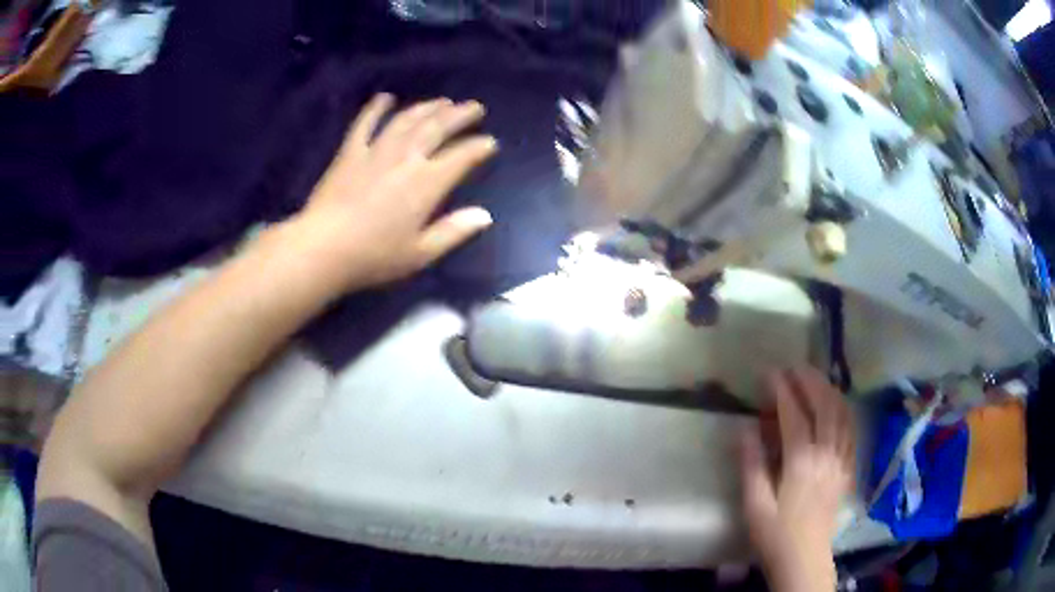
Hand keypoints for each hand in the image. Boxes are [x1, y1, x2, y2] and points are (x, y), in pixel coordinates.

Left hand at [277, 93, 497, 293]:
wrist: (323, 248)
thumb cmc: (374, 256)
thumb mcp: (420, 253)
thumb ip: (454, 231)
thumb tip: (485, 215)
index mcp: (427, 182)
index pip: (461, 156)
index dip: (479, 147)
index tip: (490, 142)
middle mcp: (406, 158)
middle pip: (437, 128)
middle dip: (459, 115)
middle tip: (474, 107)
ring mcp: (376, 151)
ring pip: (407, 120)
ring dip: (427, 107)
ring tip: (442, 101)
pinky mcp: (350, 152)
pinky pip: (365, 124)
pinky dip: (376, 108)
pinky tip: (385, 98)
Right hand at [740, 368, 854, 591]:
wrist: (804, 558)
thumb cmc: (775, 534)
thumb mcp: (754, 504)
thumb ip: (751, 463)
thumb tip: (744, 427)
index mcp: (801, 462)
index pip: (794, 414)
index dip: (781, 390)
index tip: (769, 373)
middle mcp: (826, 453)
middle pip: (824, 405)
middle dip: (809, 381)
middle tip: (793, 367)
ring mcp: (841, 459)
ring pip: (842, 413)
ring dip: (829, 390)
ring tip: (815, 378)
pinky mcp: (848, 468)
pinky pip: (851, 430)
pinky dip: (843, 410)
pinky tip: (836, 405)